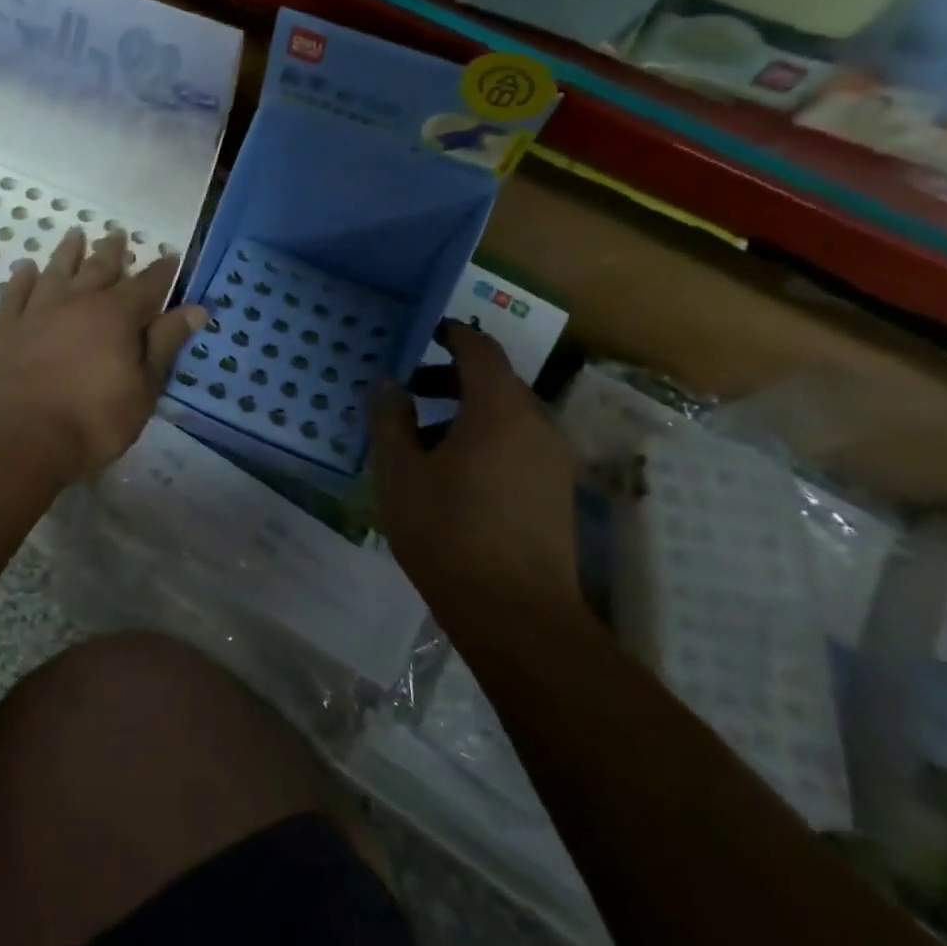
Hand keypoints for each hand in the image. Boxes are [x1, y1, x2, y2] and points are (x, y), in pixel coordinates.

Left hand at [0, 229, 207, 483]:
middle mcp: (78, 301)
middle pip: (99, 268)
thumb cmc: (94, 419)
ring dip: (67, 253)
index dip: (162, 270)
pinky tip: (25, 269)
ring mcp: (37, 311)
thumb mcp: (144, 388)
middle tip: (118, 234)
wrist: (21, 435)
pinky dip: (22, 278)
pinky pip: (15, 293)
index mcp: (117, 315)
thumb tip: (196, 308)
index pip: (148, 284)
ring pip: (56, 271)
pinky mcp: (5, 327)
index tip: (170, 256)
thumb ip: (166, 344)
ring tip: (75, 235)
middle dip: (112, 251)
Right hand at [371, 322, 581, 623]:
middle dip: (451, 379)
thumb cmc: (448, 532)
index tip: (426, 332)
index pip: (480, 350)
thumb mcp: (399, 473)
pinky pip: (517, 445)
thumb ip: (390, 420)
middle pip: (495, 383)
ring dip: (465, 413)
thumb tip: (390, 385)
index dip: (453, 335)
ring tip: (422, 441)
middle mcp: (536, 425)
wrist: (516, 613)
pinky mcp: (556, 492)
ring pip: (506, 417)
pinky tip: (452, 476)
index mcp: (499, 410)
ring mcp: (552, 461)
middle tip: (410, 391)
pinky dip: (484, 440)